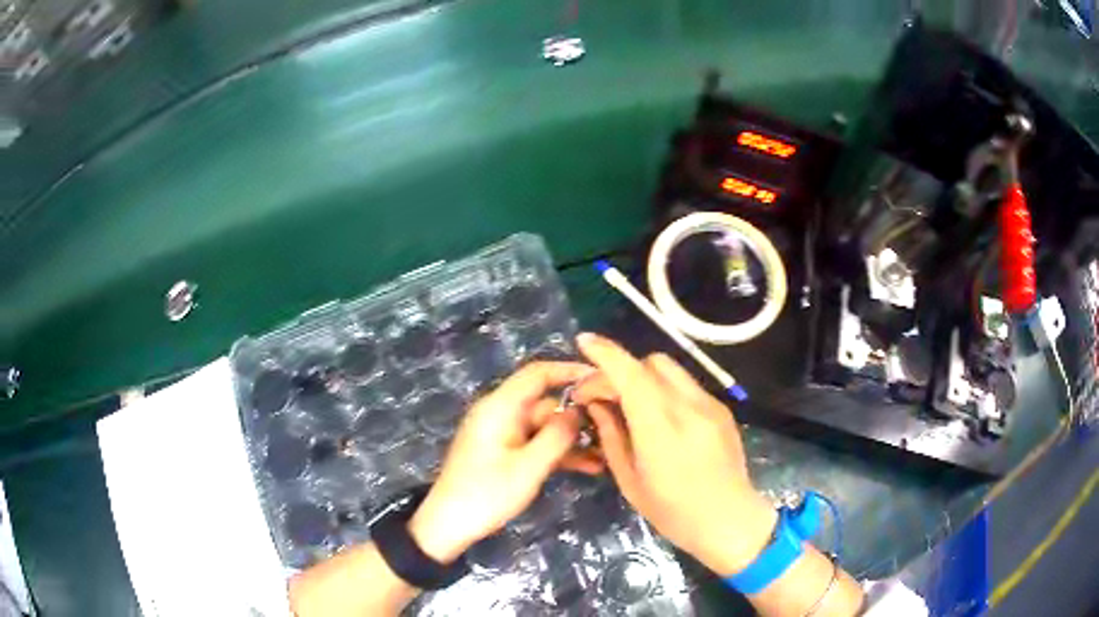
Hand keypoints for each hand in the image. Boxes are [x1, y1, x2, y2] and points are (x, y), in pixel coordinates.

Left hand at [408, 361, 602, 564]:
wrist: (449, 524)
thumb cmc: (486, 494)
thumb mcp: (528, 467)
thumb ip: (557, 435)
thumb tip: (580, 410)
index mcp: (500, 407)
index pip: (537, 374)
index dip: (570, 370)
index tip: (602, 378)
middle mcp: (500, 413)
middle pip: (545, 402)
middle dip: (578, 415)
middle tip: (615, 426)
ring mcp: (502, 433)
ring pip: (545, 426)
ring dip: (572, 439)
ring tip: (608, 454)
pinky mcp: (504, 452)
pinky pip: (536, 443)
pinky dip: (558, 452)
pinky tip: (588, 467)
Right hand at [572, 333, 776, 576]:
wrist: (729, 520)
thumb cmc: (673, 512)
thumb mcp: (630, 481)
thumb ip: (612, 436)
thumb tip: (597, 405)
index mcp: (661, 429)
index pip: (631, 375)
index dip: (605, 354)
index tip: (583, 343)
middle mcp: (688, 407)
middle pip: (650, 363)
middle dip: (622, 370)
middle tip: (605, 396)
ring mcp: (710, 405)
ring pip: (670, 369)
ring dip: (644, 377)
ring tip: (632, 404)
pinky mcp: (721, 409)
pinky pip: (686, 385)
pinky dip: (665, 389)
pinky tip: (660, 416)